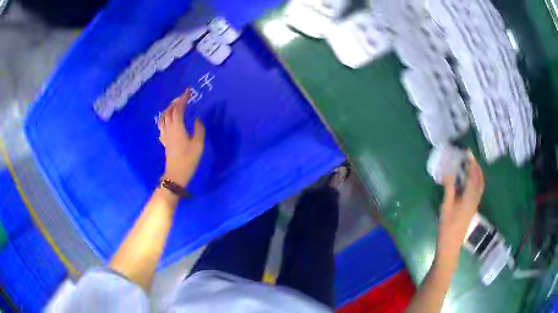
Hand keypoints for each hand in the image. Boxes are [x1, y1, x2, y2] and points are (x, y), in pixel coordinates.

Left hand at [158, 88, 204, 186]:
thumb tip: (197, 119)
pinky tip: (168, 121)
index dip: (183, 99)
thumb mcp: (198, 144)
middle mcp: (169, 129)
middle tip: (183, 97)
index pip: (178, 109)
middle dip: (175, 102)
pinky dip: (164, 119)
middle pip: (169, 111)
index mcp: (177, 127)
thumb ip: (199, 129)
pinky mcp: (164, 141)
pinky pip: (162, 126)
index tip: (188, 91)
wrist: (176, 174)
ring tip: (174, 106)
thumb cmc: (189, 159)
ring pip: (163, 118)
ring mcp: (165, 135)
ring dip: (168, 109)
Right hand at [435, 152, 484, 272]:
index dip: (471, 163)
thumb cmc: (447, 227)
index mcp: (468, 198)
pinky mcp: (473, 209)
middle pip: (479, 180)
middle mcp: (474, 199)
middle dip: (476, 167)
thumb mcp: (446, 207)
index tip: (468, 153)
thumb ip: (449, 189)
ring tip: (472, 166)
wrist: (451, 246)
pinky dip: (477, 182)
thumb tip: (449, 172)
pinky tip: (471, 181)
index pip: (472, 176)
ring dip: (478, 173)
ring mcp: (475, 205)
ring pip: (480, 185)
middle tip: (470, 157)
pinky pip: (478, 191)